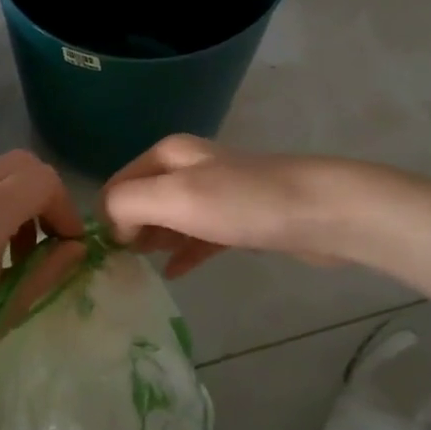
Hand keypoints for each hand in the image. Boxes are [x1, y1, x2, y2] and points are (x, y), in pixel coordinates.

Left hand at [0, 150, 84, 387]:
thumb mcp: (1, 317)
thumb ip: (44, 273)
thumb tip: (77, 247)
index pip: (39, 181)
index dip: (64, 208)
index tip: (68, 245)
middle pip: (17, 164)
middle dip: (43, 196)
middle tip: (47, 241)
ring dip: (15, 199)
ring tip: (14, 251)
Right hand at [101, 135, 345, 277]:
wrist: (321, 212)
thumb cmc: (243, 202)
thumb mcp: (176, 196)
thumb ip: (129, 203)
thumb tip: (112, 226)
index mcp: (169, 156)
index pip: (119, 183)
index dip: (108, 216)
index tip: (111, 255)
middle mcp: (189, 168)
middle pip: (143, 199)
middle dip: (128, 229)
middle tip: (122, 268)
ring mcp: (216, 194)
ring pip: (171, 218)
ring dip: (154, 241)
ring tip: (140, 270)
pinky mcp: (239, 220)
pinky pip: (199, 236)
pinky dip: (183, 252)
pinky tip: (174, 274)